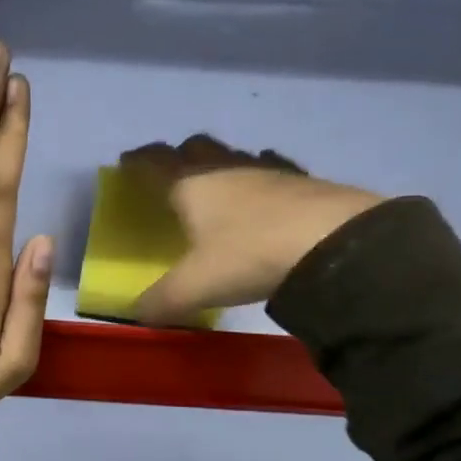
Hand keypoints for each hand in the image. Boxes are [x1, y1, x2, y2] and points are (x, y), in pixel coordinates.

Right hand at [120, 136, 382, 324]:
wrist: (333, 244)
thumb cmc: (249, 257)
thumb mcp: (195, 287)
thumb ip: (161, 301)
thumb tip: (138, 313)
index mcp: (192, 185)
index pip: (155, 162)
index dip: (138, 161)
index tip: (127, 162)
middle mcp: (227, 168)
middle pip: (197, 147)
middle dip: (180, 156)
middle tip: (173, 175)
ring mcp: (269, 171)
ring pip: (236, 155)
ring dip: (222, 164)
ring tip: (218, 186)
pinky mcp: (304, 181)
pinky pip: (274, 169)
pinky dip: (262, 176)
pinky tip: (267, 192)